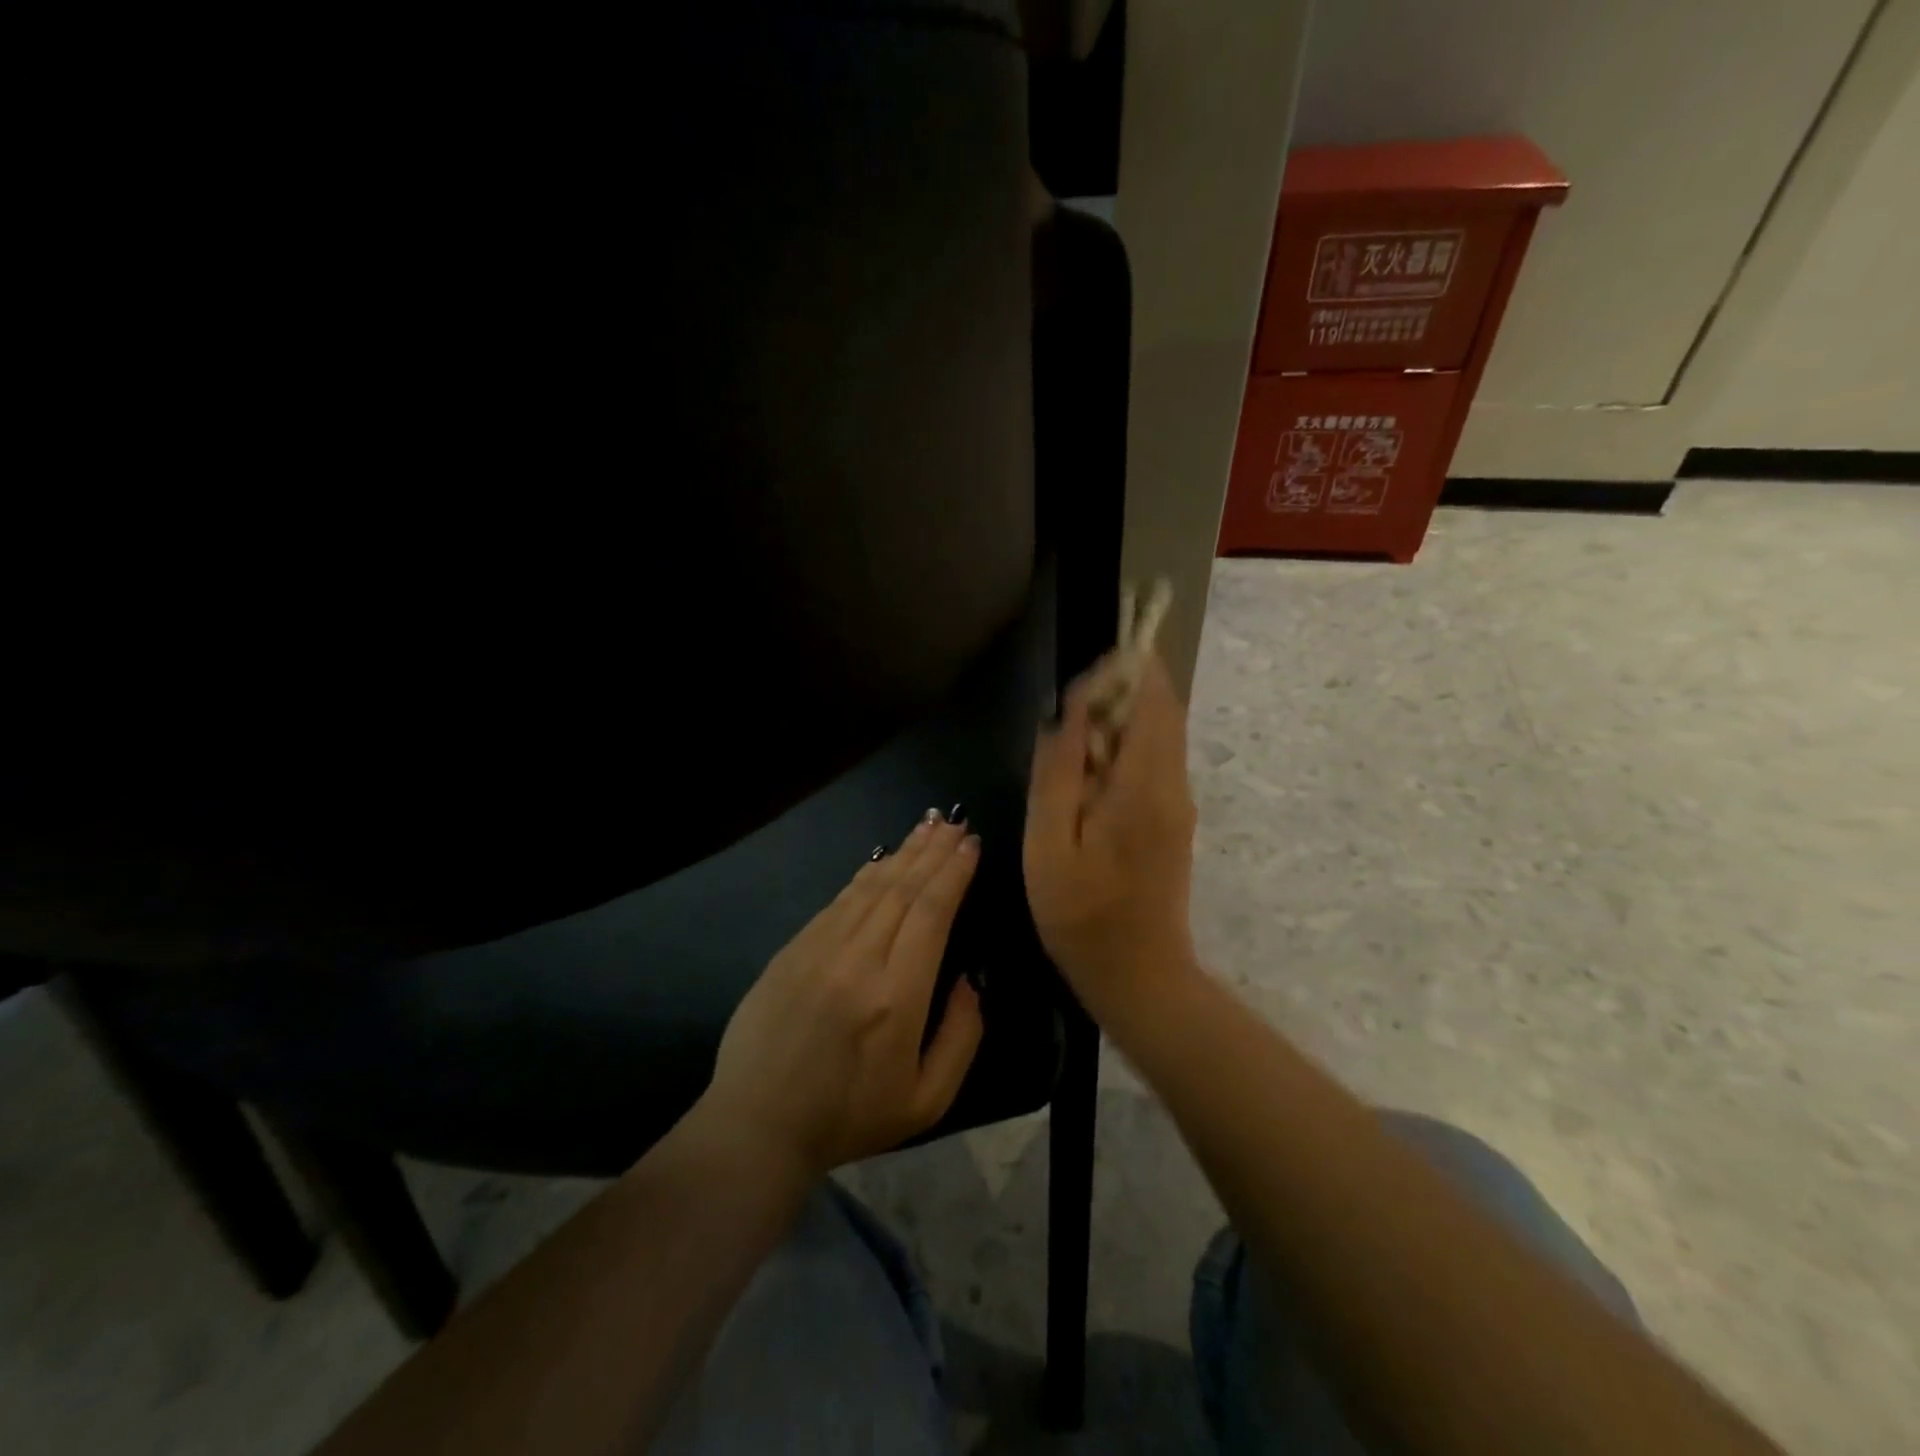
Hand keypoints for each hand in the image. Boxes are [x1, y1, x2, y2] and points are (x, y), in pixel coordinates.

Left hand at [702, 813, 985, 1177]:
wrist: (757, 1123)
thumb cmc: (849, 1116)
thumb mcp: (926, 1101)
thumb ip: (961, 1037)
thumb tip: (970, 980)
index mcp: (897, 995)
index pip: (931, 912)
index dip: (953, 873)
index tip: (971, 844)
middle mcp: (859, 959)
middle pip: (903, 888)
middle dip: (933, 851)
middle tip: (955, 822)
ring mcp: (820, 948)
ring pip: (870, 886)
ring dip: (903, 852)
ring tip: (927, 825)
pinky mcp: (793, 948)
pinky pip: (838, 900)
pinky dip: (866, 874)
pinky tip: (882, 859)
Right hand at [1024, 652, 1198, 1014]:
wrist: (1139, 975)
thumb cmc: (1082, 915)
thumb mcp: (1048, 846)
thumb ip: (1057, 775)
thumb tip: (1065, 716)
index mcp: (1143, 787)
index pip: (1152, 701)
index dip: (1127, 670)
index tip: (1086, 672)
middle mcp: (1173, 785)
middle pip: (1161, 711)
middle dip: (1121, 691)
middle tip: (1070, 710)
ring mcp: (1179, 802)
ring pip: (1160, 735)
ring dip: (1122, 720)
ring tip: (1072, 740)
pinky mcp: (1174, 819)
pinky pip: (1156, 762)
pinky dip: (1127, 748)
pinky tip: (1089, 776)